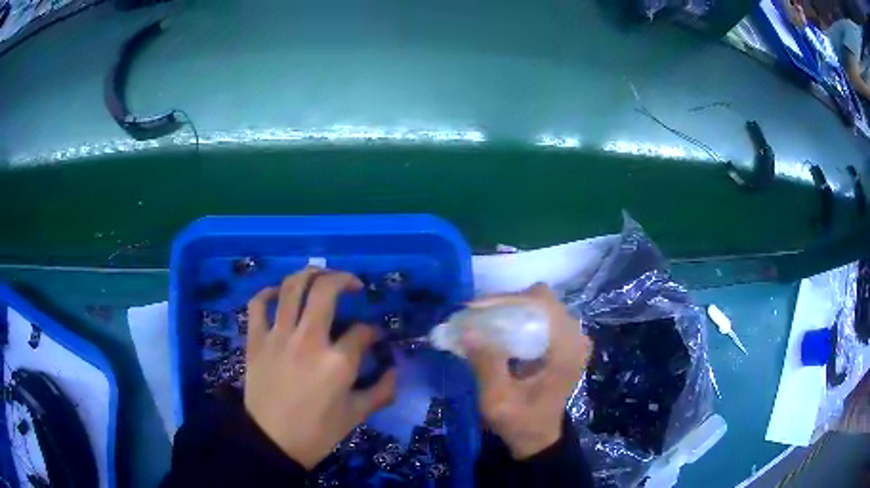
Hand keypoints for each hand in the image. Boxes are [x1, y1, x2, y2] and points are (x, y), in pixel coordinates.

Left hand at [244, 267, 397, 468]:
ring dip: (309, 274)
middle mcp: (308, 339)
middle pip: (325, 290)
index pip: (362, 331)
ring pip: (291, 287)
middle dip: (344, 279)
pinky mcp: (256, 340)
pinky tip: (278, 294)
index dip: (373, 331)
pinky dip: (268, 293)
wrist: (271, 442)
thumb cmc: (316, 432)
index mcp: (337, 362)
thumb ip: (381, 391)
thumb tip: (394, 371)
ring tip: (321, 276)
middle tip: (353, 285)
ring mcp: (278, 336)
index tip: (374, 337)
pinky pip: (258, 305)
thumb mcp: (356, 416)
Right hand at [462, 283, 592, 459]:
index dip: (509, 300)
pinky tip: (499, 330)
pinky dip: (518, 318)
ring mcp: (572, 339)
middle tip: (476, 315)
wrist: (538, 438)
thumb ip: (486, 364)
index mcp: (567, 350)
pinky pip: (541, 317)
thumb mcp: (497, 399)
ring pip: (540, 306)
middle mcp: (575, 338)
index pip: (543, 304)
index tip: (476, 309)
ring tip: (483, 320)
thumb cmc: (520, 421)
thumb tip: (467, 328)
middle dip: (506, 303)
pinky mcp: (564, 343)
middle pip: (541, 299)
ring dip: (510, 309)